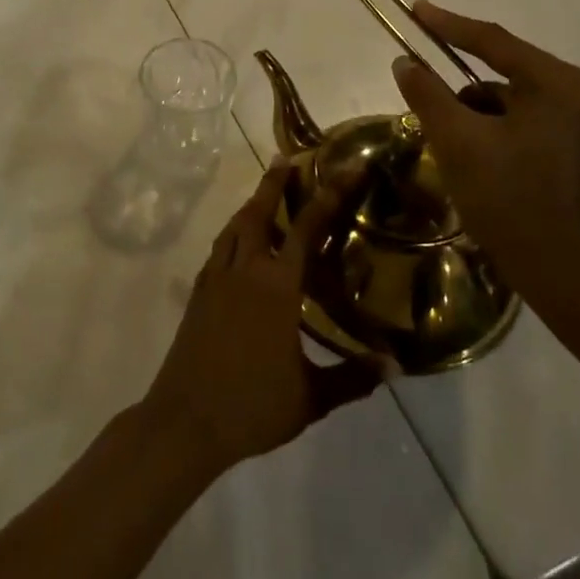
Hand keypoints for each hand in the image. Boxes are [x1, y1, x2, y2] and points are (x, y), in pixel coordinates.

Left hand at [138, 162, 383, 477]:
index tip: (344, 169)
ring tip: (264, 192)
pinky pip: (219, 248)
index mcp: (277, 287)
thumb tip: (393, 366)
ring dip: (251, 204)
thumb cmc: (252, 406)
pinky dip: (232, 232)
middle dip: (275, 183)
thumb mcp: (311, 398)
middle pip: (259, 213)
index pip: (306, 229)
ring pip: (234, 227)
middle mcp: (245, 270)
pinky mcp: (198, 292)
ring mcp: (216, 278)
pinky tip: (238, 241)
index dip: (328, 196)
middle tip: (287, 158)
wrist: (186, 419)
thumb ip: (352, 378)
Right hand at [392, 1, 579, 324]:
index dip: (448, 24)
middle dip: (455, 83)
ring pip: (500, 97)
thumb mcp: (458, 142)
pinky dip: (483, 128)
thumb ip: (427, 94)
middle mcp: (571, 92)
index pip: (492, 41)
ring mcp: (570, 118)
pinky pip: (510, 118)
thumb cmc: (510, 201)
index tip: (414, 8)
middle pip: (498, 68)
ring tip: (448, 144)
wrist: (560, 273)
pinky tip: (468, 158)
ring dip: (467, 111)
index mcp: (556, 84)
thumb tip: (404, 62)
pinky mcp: (562, 142)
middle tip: (416, 78)